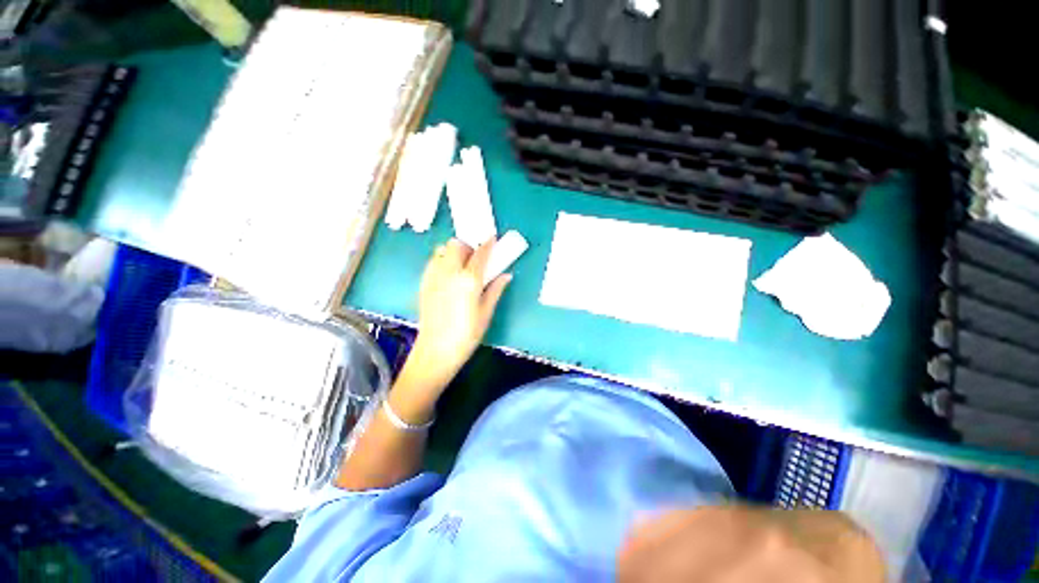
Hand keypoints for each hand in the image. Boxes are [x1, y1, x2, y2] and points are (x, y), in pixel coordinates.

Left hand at [407, 238, 511, 388]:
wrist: (436, 350)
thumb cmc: (467, 334)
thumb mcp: (486, 312)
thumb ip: (495, 289)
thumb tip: (506, 275)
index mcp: (469, 280)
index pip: (480, 253)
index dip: (488, 243)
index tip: (492, 238)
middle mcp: (449, 272)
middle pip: (456, 245)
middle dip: (468, 245)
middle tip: (475, 256)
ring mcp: (434, 276)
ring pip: (442, 250)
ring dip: (453, 251)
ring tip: (461, 264)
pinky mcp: (424, 283)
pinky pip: (433, 262)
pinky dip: (442, 260)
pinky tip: (448, 275)